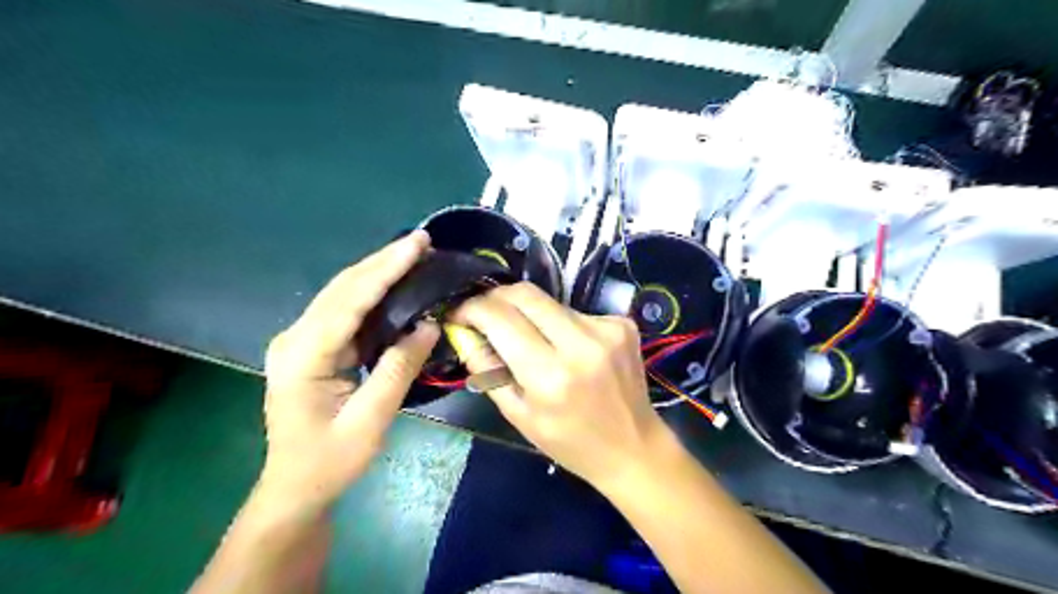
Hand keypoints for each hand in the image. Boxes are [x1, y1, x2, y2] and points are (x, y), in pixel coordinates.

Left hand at [263, 233, 440, 510]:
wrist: (294, 488)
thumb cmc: (329, 461)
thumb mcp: (370, 420)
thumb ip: (398, 369)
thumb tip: (428, 324)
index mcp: (303, 355)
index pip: (349, 299)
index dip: (385, 268)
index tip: (416, 244)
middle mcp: (295, 339)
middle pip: (342, 288)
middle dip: (382, 261)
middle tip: (421, 241)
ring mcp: (299, 341)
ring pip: (342, 295)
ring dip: (377, 272)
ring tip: (412, 255)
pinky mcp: (311, 347)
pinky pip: (344, 311)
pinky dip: (371, 293)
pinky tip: (393, 283)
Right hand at [453, 285, 667, 488]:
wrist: (632, 447)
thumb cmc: (569, 442)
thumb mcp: (518, 415)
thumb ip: (486, 369)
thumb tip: (463, 330)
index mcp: (550, 375)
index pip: (500, 317)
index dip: (471, 308)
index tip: (459, 313)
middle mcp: (580, 343)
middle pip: (525, 294)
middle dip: (496, 298)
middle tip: (484, 314)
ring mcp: (607, 329)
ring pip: (550, 301)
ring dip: (529, 314)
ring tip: (530, 340)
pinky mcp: (622, 323)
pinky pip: (575, 311)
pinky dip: (560, 323)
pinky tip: (567, 348)